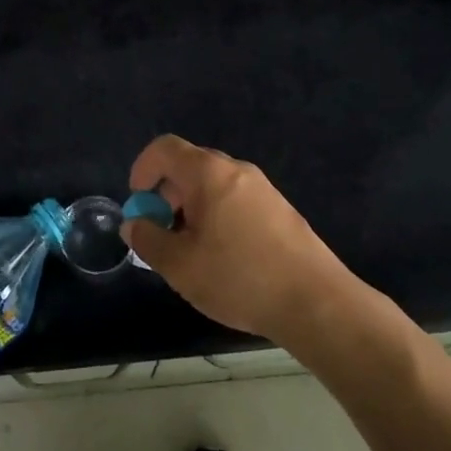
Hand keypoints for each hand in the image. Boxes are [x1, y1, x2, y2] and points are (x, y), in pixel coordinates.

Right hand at [123, 135, 355, 344]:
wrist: (316, 302)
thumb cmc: (239, 278)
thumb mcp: (180, 266)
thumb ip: (148, 240)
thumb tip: (134, 224)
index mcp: (208, 173)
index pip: (164, 148)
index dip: (143, 168)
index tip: (138, 202)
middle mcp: (236, 170)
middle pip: (190, 166)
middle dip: (167, 194)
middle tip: (162, 233)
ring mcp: (262, 188)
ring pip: (214, 185)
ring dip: (192, 208)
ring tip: (191, 251)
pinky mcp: (280, 209)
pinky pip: (236, 200)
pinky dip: (218, 216)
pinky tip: (224, 258)